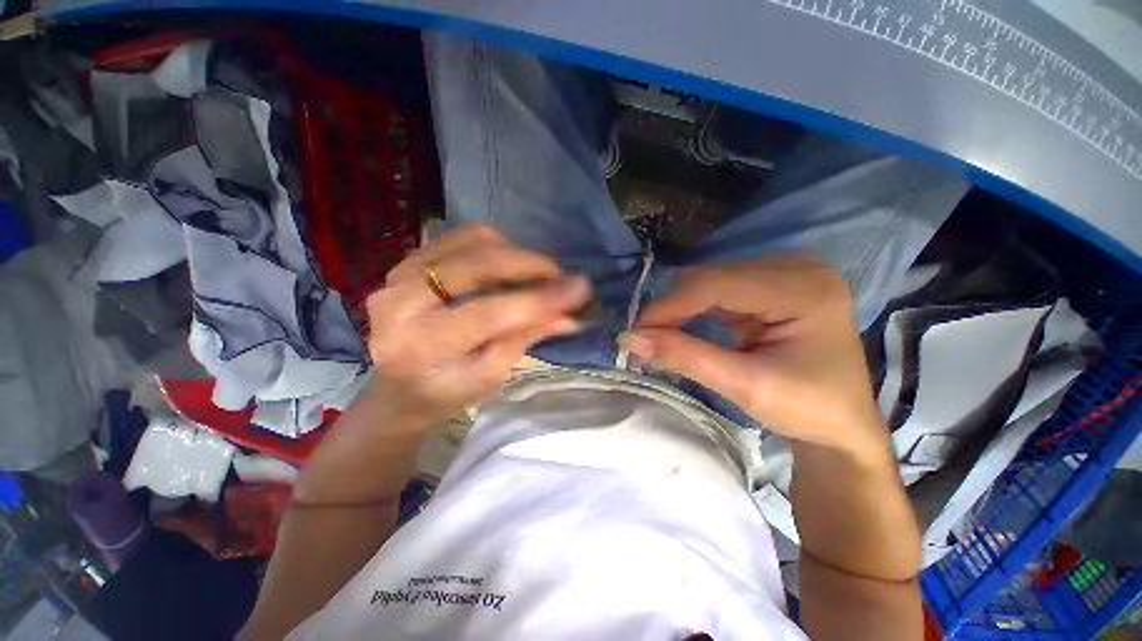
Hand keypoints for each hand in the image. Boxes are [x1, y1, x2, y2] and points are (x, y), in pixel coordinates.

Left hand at [364, 223, 591, 419]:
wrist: (397, 386)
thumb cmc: (445, 392)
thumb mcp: (489, 376)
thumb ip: (525, 337)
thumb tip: (570, 315)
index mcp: (420, 346)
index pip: (490, 313)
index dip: (539, 299)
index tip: (581, 289)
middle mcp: (401, 300)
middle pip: (480, 263)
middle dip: (531, 265)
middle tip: (561, 278)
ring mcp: (400, 272)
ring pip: (473, 240)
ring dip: (516, 253)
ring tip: (536, 276)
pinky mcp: (409, 259)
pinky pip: (462, 237)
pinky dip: (496, 247)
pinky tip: (509, 267)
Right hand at [622, 255, 884, 457]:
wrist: (841, 425)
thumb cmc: (807, 410)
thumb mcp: (746, 386)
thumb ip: (686, 357)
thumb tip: (630, 339)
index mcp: (803, 290)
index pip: (717, 284)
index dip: (669, 306)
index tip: (635, 332)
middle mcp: (795, 269)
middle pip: (711, 277)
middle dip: (671, 309)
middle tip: (642, 339)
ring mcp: (784, 274)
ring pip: (709, 281)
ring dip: (678, 309)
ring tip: (656, 336)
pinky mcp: (772, 286)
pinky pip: (718, 290)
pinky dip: (692, 309)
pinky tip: (679, 327)